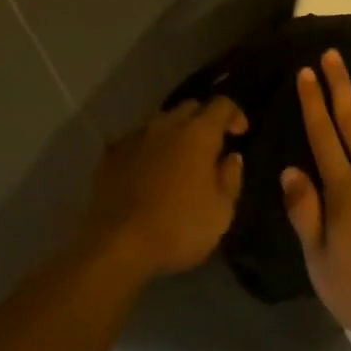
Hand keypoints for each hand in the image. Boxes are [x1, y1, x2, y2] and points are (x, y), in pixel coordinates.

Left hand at [85, 98, 245, 276]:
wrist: (117, 245)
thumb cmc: (179, 228)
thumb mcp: (221, 211)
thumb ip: (231, 178)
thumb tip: (232, 157)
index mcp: (198, 134)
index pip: (221, 105)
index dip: (234, 114)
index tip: (239, 133)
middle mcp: (165, 125)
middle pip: (189, 107)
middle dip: (204, 119)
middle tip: (211, 146)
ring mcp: (134, 138)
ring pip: (160, 121)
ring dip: (174, 132)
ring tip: (178, 158)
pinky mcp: (110, 155)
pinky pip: (136, 140)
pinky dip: (149, 148)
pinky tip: (148, 170)